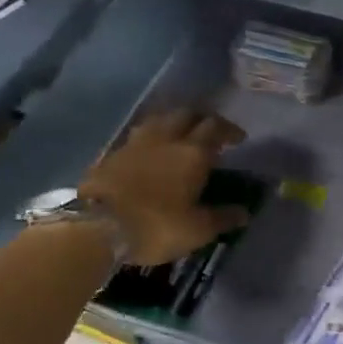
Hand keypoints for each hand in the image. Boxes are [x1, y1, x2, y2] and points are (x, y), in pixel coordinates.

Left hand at [82, 108, 247, 265]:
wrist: (98, 227)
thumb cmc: (157, 226)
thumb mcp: (198, 229)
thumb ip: (223, 217)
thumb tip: (244, 213)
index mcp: (192, 153)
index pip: (215, 127)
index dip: (229, 130)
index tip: (238, 138)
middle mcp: (166, 139)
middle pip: (187, 114)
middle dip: (202, 119)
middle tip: (210, 132)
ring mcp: (136, 143)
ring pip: (160, 119)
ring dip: (174, 122)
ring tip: (180, 135)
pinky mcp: (112, 154)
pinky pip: (138, 135)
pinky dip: (151, 137)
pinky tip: (151, 150)